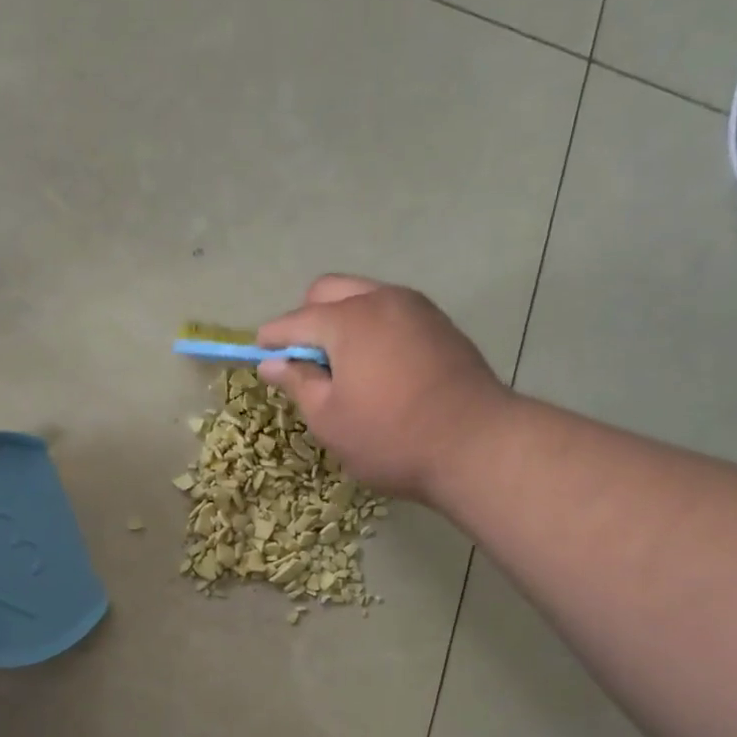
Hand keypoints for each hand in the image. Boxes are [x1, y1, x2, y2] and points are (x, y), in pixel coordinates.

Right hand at [257, 276, 508, 500]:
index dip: (272, 339)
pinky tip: (377, 368)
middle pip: (329, 291)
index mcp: (349, 320)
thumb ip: (298, 383)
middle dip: (308, 318)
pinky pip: (392, 313)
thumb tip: (273, 363)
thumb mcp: (329, 419)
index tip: (259, 356)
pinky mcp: (441, 326)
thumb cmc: (390, 437)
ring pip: (365, 297)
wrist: (477, 445)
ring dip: (343, 321)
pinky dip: (373, 329)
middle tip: (305, 362)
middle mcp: (383, 300)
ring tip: (343, 367)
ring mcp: (418, 309)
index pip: (295, 321)